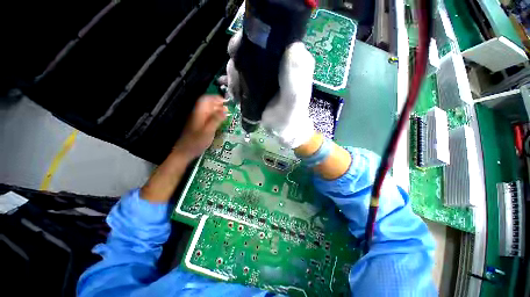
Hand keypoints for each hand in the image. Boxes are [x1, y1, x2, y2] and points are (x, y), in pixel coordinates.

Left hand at [173, 95, 226, 159]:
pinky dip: (215, 116)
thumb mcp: (208, 131)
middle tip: (228, 109)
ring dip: (217, 110)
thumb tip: (225, 109)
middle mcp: (198, 114)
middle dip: (218, 104)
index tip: (226, 102)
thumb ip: (216, 119)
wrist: (185, 152)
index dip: (216, 98)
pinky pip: (208, 117)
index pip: (206, 99)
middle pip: (207, 104)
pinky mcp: (199, 125)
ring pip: (208, 111)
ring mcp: (198, 120)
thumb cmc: (196, 142)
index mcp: (199, 113)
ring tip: (226, 115)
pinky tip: (220, 122)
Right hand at [223, 31, 315, 148]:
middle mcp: (279, 59)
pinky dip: (234, 81)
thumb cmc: (289, 116)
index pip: (269, 37)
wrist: (282, 128)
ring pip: (243, 60)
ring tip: (235, 93)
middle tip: (235, 82)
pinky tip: (235, 93)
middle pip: (251, 47)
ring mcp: (266, 69)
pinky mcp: (258, 79)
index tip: (237, 54)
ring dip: (234, 74)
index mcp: (292, 58)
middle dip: (238, 62)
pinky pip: (242, 73)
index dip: (251, 40)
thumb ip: (295, 77)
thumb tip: (292, 47)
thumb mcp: (294, 99)